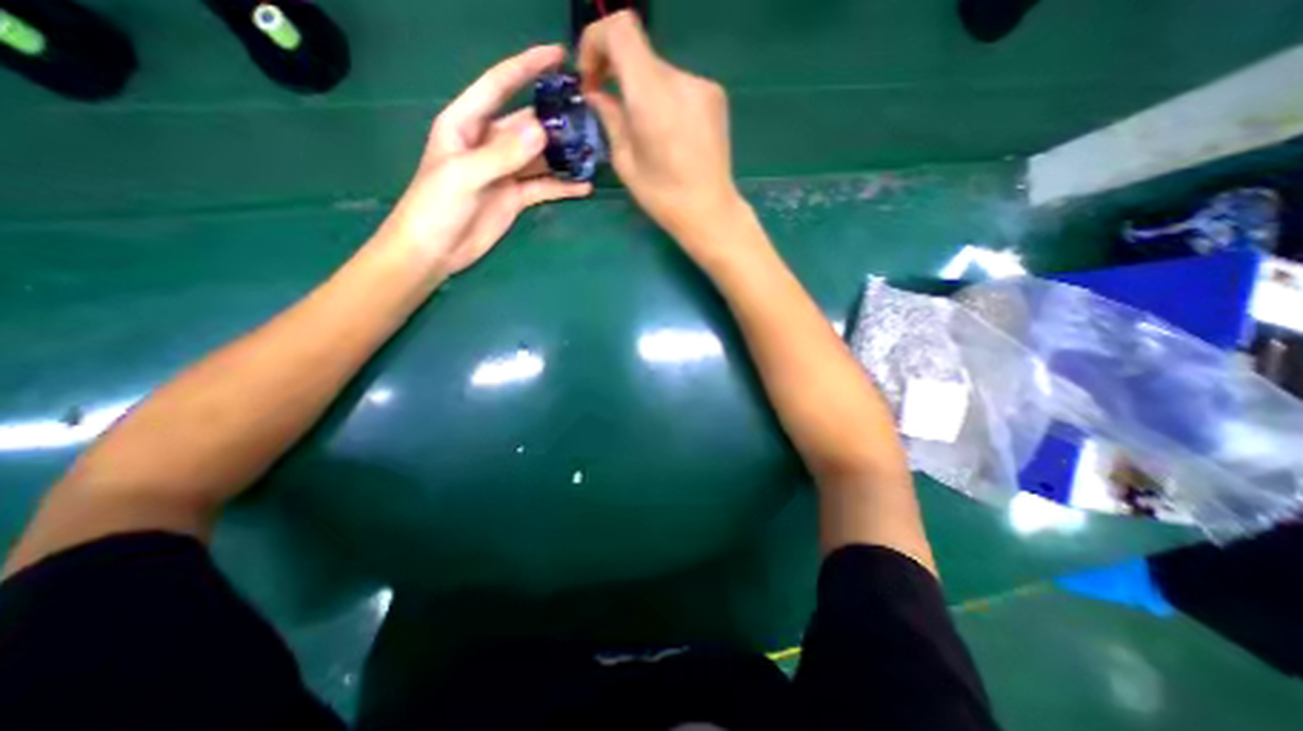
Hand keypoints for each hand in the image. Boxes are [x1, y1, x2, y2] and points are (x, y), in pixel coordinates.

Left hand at [376, 47, 595, 275]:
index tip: (558, 55)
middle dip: (555, 118)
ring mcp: (505, 171)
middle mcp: (488, 142)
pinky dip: (563, 187)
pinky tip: (584, 187)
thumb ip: (502, 154)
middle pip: (527, 123)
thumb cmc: (436, 206)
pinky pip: (544, 187)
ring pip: (540, 156)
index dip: (527, 67)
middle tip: (589, 116)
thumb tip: (541, 130)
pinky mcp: (516, 197)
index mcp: (467, 124)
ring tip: (592, 151)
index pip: (499, 85)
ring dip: (563, 154)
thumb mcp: (465, 175)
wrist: (435, 251)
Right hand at [576, 10, 747, 245]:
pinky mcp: (716, 96)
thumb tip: (597, 94)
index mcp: (652, 97)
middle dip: (617, 71)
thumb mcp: (625, 162)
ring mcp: (703, 86)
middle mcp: (681, 80)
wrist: (710, 211)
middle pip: (640, 53)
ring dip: (642, 89)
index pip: (620, 30)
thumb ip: (610, 118)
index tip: (591, 77)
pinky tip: (667, 131)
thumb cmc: (663, 197)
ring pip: (660, 72)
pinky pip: (680, 85)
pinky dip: (665, 98)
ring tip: (643, 127)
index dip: (596, 42)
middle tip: (609, 103)